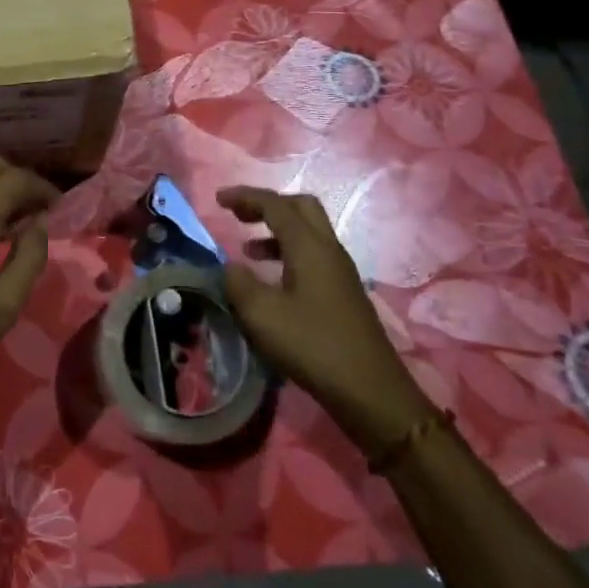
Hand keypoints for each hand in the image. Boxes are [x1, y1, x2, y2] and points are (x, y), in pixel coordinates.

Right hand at [218, 185, 432, 455]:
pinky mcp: (344, 293)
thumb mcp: (261, 315)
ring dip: (277, 231)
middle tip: (239, 215)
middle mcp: (329, 250)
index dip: (245, 197)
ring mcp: (340, 272)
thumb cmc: (313, 346)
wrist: (370, 391)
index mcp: (309, 246)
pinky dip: (287, 254)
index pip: (275, 205)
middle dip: (267, 205)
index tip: (218, 199)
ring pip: (308, 233)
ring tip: (247, 250)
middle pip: (300, 208)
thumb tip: (230, 266)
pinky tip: (272, 281)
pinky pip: (312, 256)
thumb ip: (238, 283)